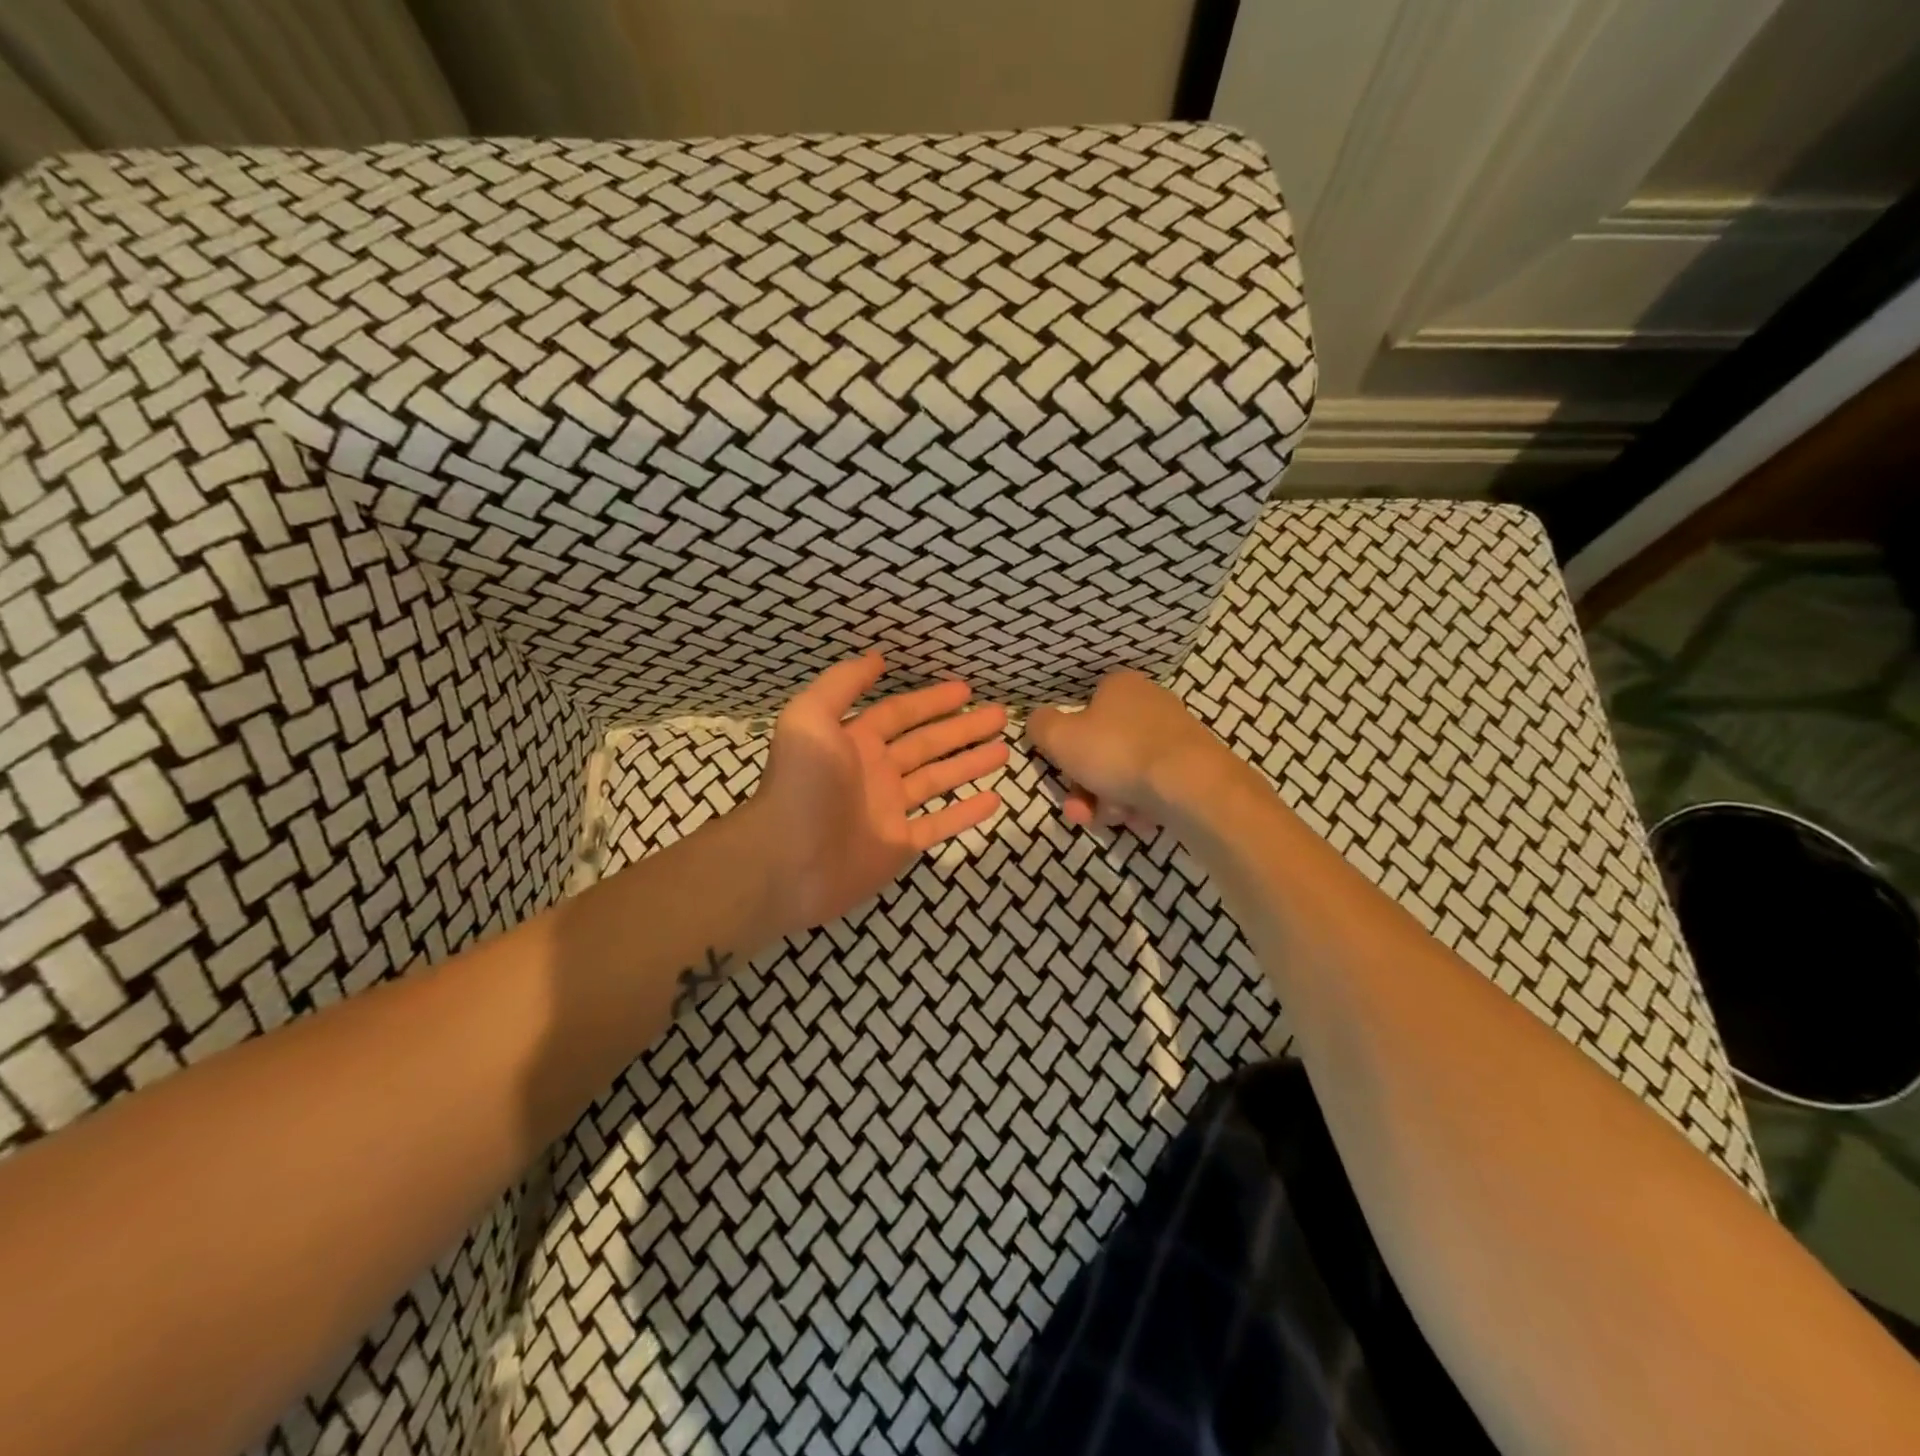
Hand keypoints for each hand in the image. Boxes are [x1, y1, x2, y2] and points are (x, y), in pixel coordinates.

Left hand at [751, 653, 1007, 933]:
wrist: (786, 861)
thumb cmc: (801, 785)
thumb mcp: (810, 718)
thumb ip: (842, 683)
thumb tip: (877, 658)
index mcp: (855, 741)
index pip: (901, 713)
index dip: (932, 700)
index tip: (967, 690)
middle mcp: (874, 772)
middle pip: (927, 744)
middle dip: (963, 728)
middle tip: (1000, 716)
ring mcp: (888, 811)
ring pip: (938, 780)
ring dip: (970, 764)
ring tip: (1004, 751)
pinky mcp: (898, 846)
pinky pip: (939, 825)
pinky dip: (966, 813)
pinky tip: (994, 800)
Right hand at [1027, 669, 1235, 833]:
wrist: (1190, 785)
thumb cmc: (1116, 752)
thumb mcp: (1059, 737)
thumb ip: (1040, 726)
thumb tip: (1038, 722)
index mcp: (1119, 687)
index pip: (1082, 711)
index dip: (1067, 746)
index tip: (1062, 771)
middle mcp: (1149, 704)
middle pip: (1101, 749)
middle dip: (1086, 785)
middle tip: (1081, 809)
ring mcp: (1174, 736)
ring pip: (1124, 773)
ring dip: (1108, 800)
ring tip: (1114, 818)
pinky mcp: (1193, 767)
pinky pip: (1152, 787)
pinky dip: (1140, 805)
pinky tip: (1140, 819)